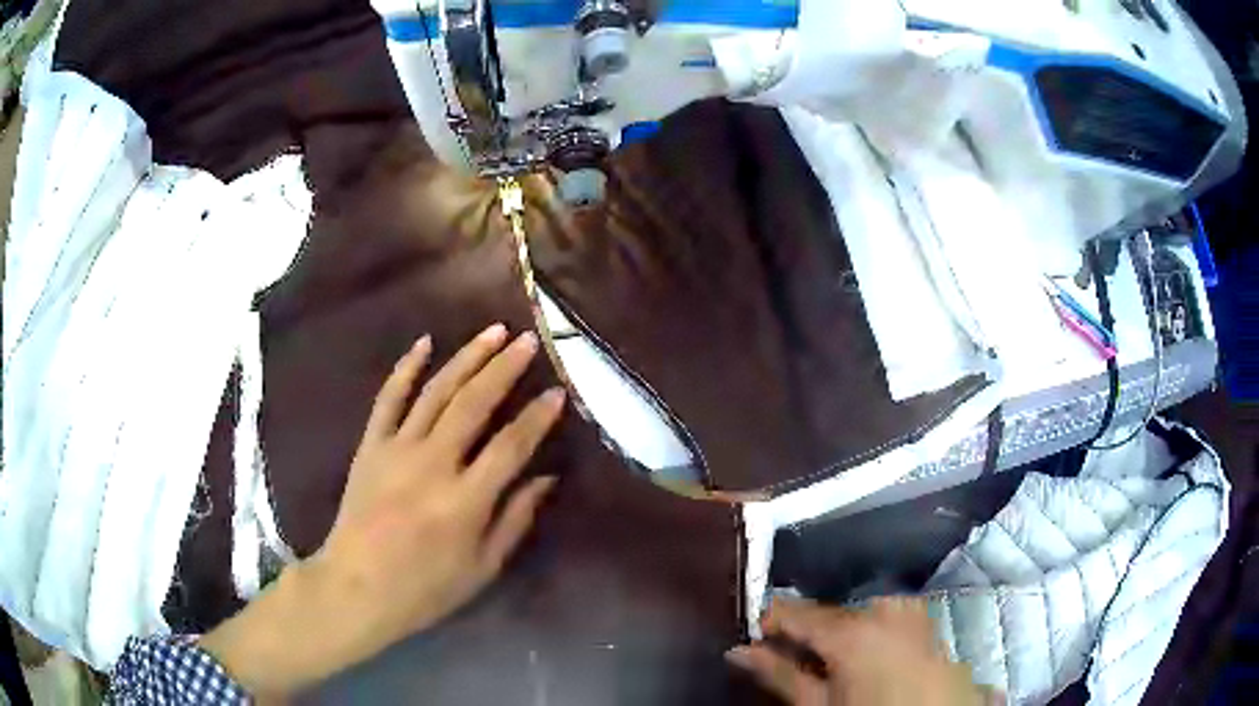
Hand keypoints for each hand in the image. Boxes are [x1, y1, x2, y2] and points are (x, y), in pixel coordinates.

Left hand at [202, 324, 565, 696]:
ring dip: (466, 358)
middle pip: (474, 404)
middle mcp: (432, 464)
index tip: (557, 392)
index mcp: (465, 501)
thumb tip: (547, 478)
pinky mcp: (370, 446)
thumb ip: (515, 520)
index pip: (510, 446)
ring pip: (436, 391)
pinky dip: (405, 369)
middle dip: (504, 368)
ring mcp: (396, 450)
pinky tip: (424, 342)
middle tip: (527, 340)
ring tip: (492, 332)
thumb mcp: (482, 568)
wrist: (356, 587)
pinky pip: (388, 399)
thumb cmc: (425, 588)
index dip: (537, 417)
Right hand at [727, 597, 991, 705]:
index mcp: (853, 629)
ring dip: (839, 633)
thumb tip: (739, 651)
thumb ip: (780, 675)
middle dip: (808, 631)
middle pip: (831, 614)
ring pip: (860, 615)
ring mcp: (912, 613)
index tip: (751, 632)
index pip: (796, 612)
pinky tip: (865, 659)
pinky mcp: (929, 625)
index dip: (770, 621)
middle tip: (788, 654)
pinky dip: (869, 633)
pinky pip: (888, 620)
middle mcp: (885, 609)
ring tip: (828, 663)